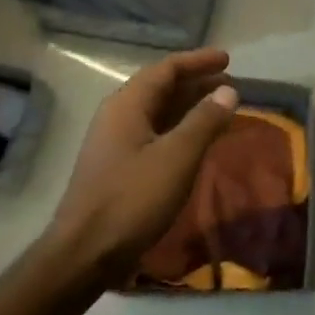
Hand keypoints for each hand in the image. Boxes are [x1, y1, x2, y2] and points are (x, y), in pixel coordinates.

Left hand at [50, 48, 239, 275]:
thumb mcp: (177, 157)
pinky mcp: (117, 168)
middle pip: (161, 88)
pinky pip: (154, 134)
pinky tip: (197, 143)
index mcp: (128, 104)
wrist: (84, 255)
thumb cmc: (132, 199)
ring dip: (189, 108)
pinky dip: (180, 130)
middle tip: (230, 85)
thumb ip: (205, 120)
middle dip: (196, 84)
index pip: (166, 69)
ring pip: (158, 113)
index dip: (198, 61)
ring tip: (221, 110)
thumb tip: (228, 90)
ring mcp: (115, 143)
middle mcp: (118, 115)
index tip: (228, 59)